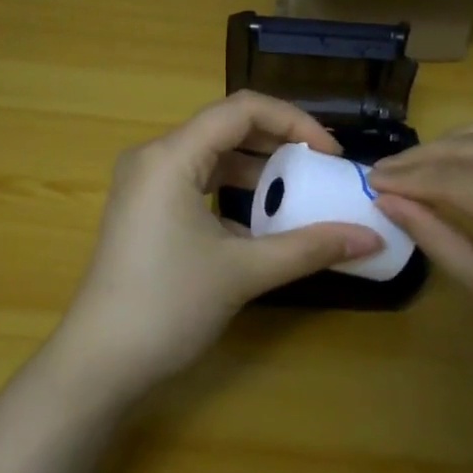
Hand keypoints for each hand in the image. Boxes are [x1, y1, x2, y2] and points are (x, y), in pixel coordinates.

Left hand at [53, 92, 383, 398]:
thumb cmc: (169, 306)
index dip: (294, 122)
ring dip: (256, 169)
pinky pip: (195, 182)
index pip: (242, 110)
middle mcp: (153, 158)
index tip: (330, 153)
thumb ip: (310, 247)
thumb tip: (372, 238)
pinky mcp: (144, 211)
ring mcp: (144, 185)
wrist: (100, 363)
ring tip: (297, 191)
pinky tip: (260, 221)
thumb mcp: (244, 272)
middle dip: (278, 143)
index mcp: (170, 156)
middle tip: (320, 168)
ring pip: (211, 156)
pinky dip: (231, 192)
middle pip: (226, 128)